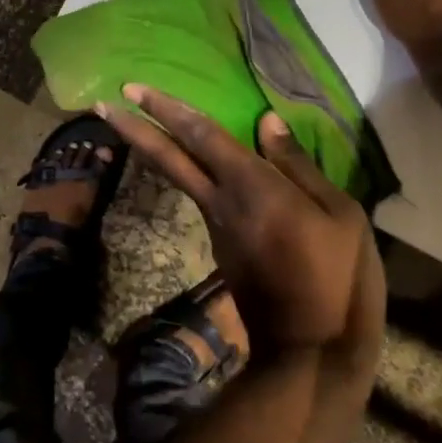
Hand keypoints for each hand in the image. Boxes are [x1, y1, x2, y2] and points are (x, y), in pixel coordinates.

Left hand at [99, 85, 384, 365]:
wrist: (313, 354)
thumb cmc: (339, 279)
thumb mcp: (340, 215)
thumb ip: (297, 164)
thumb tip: (267, 120)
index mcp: (252, 186)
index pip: (201, 135)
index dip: (167, 108)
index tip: (132, 88)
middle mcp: (221, 202)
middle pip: (168, 158)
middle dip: (134, 128)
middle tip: (102, 104)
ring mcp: (215, 227)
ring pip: (178, 177)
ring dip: (152, 149)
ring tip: (136, 123)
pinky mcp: (220, 248)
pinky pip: (200, 196)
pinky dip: (187, 172)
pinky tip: (196, 162)